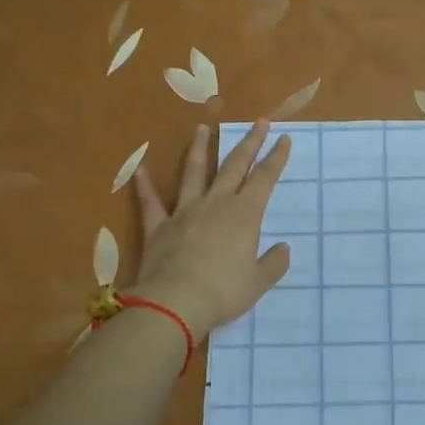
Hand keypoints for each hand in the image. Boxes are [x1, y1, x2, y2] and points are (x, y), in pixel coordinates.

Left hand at [128, 121, 290, 339]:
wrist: (175, 303)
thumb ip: (273, 263)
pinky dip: (145, 186)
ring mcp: (185, 212)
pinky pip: (151, 203)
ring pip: (193, 173)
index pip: (265, 178)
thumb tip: (283, 248)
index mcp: (245, 214)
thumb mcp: (258, 282)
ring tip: (201, 128)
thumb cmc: (224, 292)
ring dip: (198, 149)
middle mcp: (216, 204)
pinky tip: (140, 171)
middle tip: (258, 121)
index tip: (284, 138)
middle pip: (234, 165)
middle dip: (248, 142)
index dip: (276, 157)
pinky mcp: (159, 226)